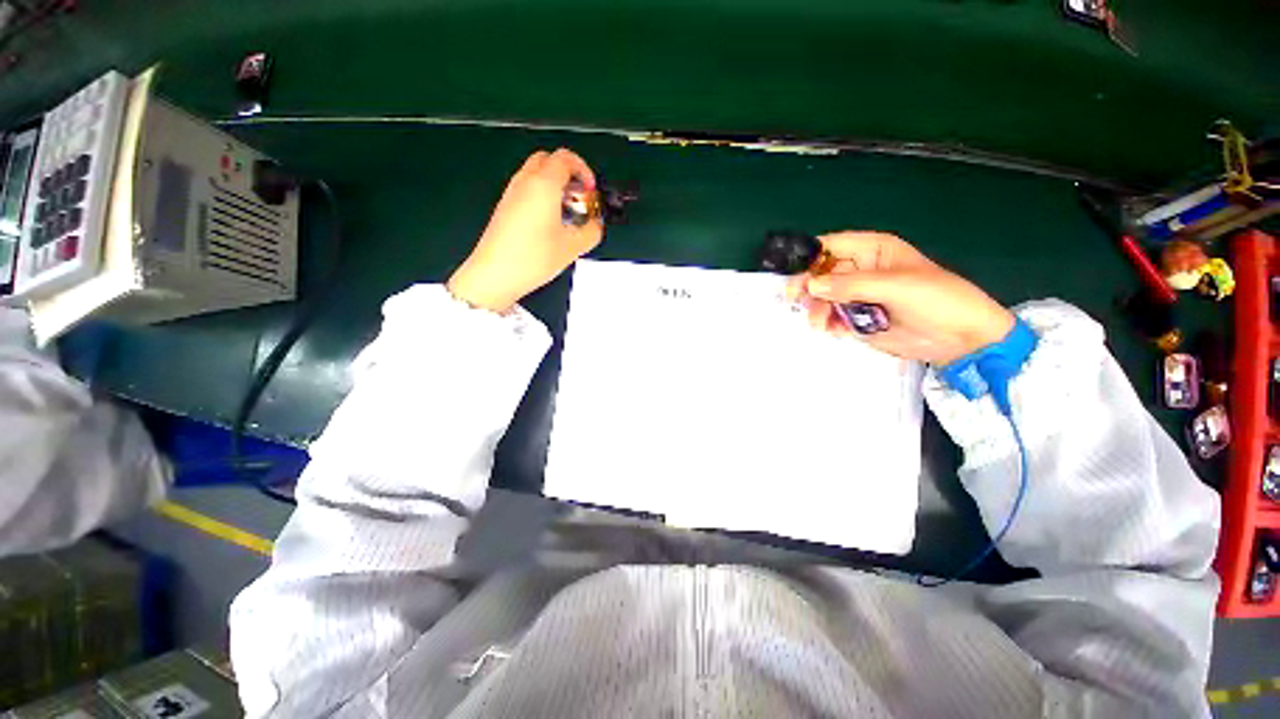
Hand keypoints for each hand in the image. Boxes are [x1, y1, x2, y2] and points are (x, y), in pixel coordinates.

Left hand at [447, 149, 602, 312]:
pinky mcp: (504, 206)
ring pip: (535, 173)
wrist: (495, 273)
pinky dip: (541, 195)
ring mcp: (511, 193)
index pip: (565, 158)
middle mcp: (525, 181)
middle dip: (568, 173)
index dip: (584, 170)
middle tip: (578, 198)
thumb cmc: (535, 257)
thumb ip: (592, 232)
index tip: (591, 192)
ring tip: (566, 213)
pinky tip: (549, 223)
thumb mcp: (572, 247)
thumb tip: (596, 225)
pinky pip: (526, 188)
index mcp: (544, 184)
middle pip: (548, 160)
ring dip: (554, 185)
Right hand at [787, 232, 1014, 364]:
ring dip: (817, 309)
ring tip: (820, 323)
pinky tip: (833, 330)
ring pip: (822, 297)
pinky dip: (827, 323)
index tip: (792, 272)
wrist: (960, 338)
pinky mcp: (857, 318)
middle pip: (821, 273)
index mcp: (872, 251)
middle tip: (796, 300)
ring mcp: (857, 295)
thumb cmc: (936, 299)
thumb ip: (850, 285)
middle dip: (808, 286)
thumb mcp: (894, 286)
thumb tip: (811, 285)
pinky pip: (832, 316)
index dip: (809, 256)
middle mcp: (860, 270)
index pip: (831, 246)